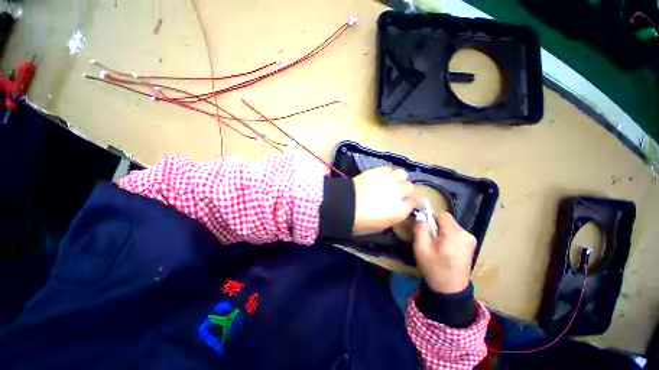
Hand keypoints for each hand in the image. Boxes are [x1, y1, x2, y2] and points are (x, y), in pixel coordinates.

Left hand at [352, 167, 414, 235]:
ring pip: (402, 174)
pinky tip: (380, 176)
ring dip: (398, 178)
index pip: (412, 203)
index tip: (401, 204)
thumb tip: (394, 210)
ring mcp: (388, 180)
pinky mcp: (377, 171)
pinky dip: (386, 172)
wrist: (344, 206)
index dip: (407, 203)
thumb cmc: (360, 222)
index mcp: (400, 211)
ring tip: (389, 181)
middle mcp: (398, 193)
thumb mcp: (379, 226)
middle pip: (410, 186)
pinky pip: (388, 168)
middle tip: (394, 192)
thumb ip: (392, 217)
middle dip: (404, 189)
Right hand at [413, 212, 475, 293]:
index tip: (424, 228)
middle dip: (436, 226)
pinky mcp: (471, 246)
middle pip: (447, 221)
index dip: (431, 218)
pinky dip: (448, 237)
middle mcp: (466, 234)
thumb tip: (421, 217)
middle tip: (428, 239)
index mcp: (455, 234)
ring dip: (442, 232)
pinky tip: (444, 249)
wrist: (450, 290)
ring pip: (451, 227)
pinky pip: (456, 234)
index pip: (442, 215)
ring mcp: (471, 240)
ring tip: (436, 246)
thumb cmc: (434, 268)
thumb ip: (420, 229)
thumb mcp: (421, 248)